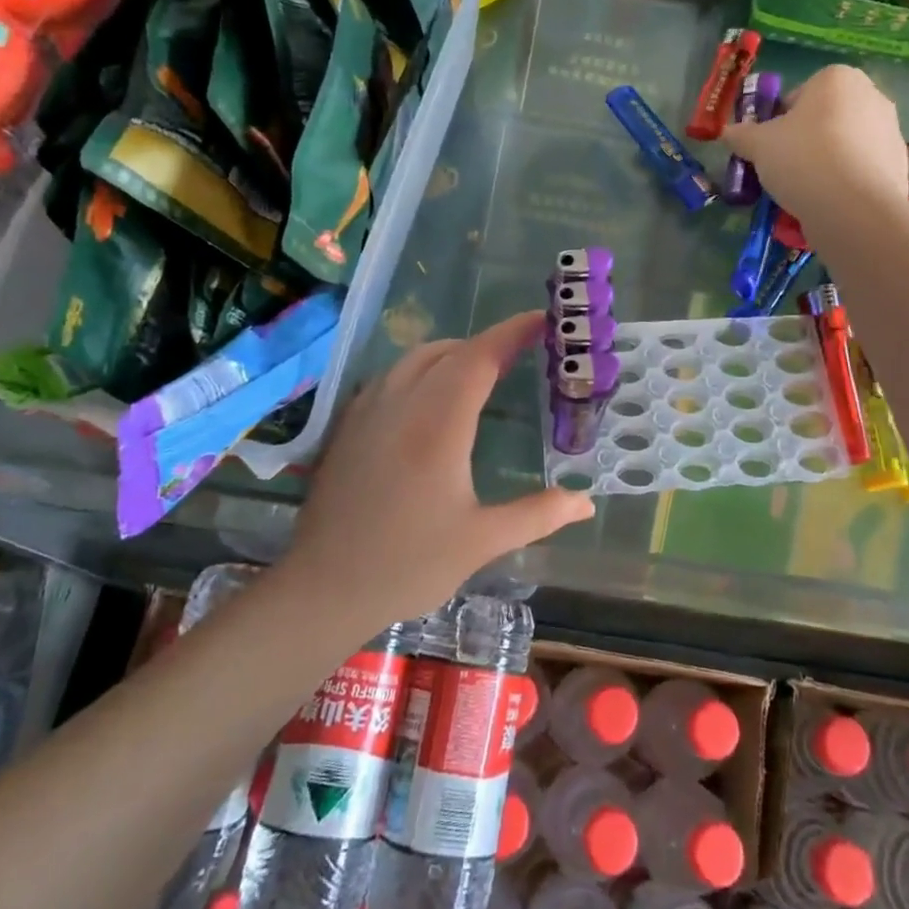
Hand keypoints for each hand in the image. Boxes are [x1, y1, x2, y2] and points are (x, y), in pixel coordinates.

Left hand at [284, 311, 594, 621]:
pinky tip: (431, 397)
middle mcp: (401, 404)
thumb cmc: (407, 564)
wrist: (323, 588)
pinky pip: (391, 376)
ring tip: (482, 371)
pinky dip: (422, 370)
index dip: (512, 333)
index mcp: (438, 425)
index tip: (542, 320)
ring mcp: (368, 410)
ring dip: (453, 353)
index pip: (479, 358)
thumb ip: (537, 515)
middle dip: (487, 344)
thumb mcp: (481, 542)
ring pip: (414, 359)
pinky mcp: (348, 425)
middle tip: (521, 353)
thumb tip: (585, 502)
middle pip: (448, 351)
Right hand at [722, 65, 908, 223]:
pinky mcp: (899, 163)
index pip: (798, 96)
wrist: (853, 207)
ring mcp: (891, 130)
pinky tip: (829, 203)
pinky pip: (860, 169)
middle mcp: (871, 94)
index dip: (778, 122)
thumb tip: (726, 133)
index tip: (769, 148)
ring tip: (805, 192)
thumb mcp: (758, 145)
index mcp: (837, 78)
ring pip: (843, 144)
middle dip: (804, 141)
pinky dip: (845, 181)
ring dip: (825, 161)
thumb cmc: (802, 159)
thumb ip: (741, 135)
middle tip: (784, 169)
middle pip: (824, 119)